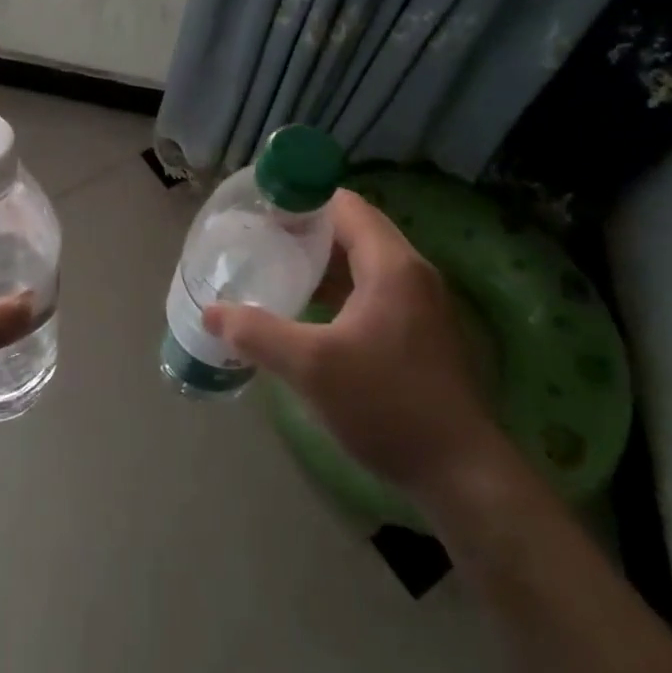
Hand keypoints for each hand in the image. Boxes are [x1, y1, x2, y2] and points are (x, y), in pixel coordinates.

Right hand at [202, 189, 502, 499]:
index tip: (260, 211)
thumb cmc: (386, 405)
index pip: (344, 205)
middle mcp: (412, 272)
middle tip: (259, 241)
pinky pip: (373, 290)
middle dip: (306, 231)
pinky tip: (308, 312)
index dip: (301, 200)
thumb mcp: (310, 367)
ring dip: (322, 263)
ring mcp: (421, 303)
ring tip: (275, 271)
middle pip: (354, 229)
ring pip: (363, 262)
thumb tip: (211, 313)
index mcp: (391, 264)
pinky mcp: (420, 331)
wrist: (460, 472)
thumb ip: (256, 333)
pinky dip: (339, 289)